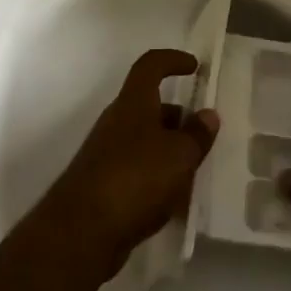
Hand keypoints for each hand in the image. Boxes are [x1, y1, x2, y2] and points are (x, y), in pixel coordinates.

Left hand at [41, 49, 218, 279]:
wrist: (82, 231)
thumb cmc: (136, 178)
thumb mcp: (179, 156)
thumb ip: (196, 135)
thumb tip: (208, 114)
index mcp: (133, 102)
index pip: (150, 65)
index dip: (172, 60)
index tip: (194, 67)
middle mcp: (117, 121)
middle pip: (149, 106)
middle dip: (177, 117)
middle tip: (202, 135)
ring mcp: (106, 152)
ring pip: (144, 140)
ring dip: (168, 150)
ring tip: (194, 173)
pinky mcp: (102, 184)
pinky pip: (136, 170)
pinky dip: (156, 178)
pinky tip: (173, 203)